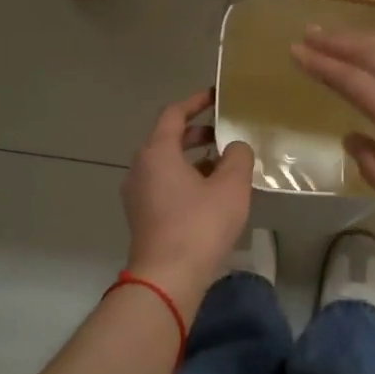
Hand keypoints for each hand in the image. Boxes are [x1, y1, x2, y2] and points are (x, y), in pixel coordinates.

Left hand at [121, 89, 253, 312]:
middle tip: (225, 134)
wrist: (168, 276)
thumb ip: (238, 157)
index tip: (216, 97)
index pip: (173, 114)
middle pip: (168, 139)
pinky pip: (164, 185)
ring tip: (223, 166)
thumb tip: (235, 148)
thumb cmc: (199, 225)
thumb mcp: (231, 186)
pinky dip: (185, 179)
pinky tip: (210, 194)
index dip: (196, 102)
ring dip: (193, 159)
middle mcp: (140, 167)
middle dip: (197, 133)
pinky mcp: (142, 215)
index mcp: (157, 152)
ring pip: (166, 164)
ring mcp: (137, 193)